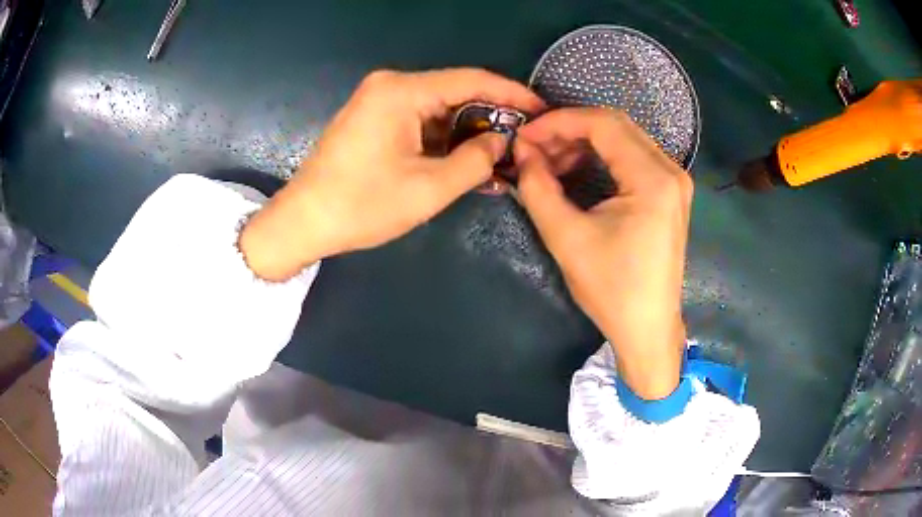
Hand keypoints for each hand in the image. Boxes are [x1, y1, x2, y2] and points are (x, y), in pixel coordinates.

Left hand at [239, 69, 543, 279]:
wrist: (303, 221)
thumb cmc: (361, 206)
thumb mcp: (428, 189)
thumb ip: (475, 161)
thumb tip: (501, 142)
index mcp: (401, 91)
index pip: (471, 80)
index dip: (511, 94)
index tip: (541, 110)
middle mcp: (390, 84)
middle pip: (454, 91)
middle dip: (490, 115)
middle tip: (522, 139)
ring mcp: (377, 99)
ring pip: (438, 106)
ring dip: (466, 130)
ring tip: (497, 154)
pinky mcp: (372, 116)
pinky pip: (419, 118)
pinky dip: (442, 136)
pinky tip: (462, 157)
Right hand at [515, 108, 691, 399]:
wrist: (647, 327)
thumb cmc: (611, 289)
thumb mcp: (567, 238)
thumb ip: (538, 188)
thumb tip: (522, 151)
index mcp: (653, 180)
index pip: (603, 125)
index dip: (559, 122)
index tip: (525, 135)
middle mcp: (671, 171)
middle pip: (616, 126)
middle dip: (570, 129)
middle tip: (534, 148)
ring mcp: (674, 181)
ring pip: (624, 138)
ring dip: (584, 142)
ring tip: (550, 161)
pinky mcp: (670, 193)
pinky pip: (633, 157)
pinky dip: (601, 156)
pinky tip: (577, 169)